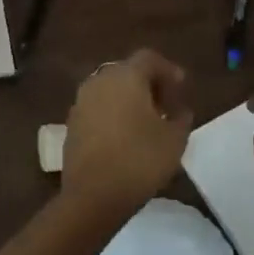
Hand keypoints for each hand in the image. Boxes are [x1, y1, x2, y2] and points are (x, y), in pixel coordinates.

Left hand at [62, 51, 193, 216]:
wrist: (93, 195)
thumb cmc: (139, 160)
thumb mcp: (174, 140)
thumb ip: (180, 118)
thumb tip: (179, 111)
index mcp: (125, 76)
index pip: (148, 59)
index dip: (168, 70)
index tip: (182, 88)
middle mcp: (99, 81)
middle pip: (127, 72)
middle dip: (148, 84)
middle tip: (166, 106)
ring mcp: (81, 102)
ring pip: (110, 90)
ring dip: (129, 99)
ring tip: (147, 122)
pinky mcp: (72, 123)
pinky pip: (98, 108)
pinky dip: (113, 113)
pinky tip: (125, 135)